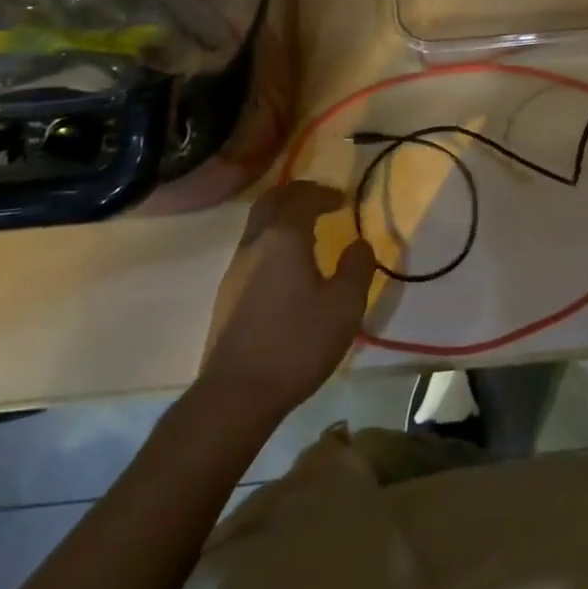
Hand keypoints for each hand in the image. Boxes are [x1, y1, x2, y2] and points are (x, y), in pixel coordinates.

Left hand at [198, 181, 375, 422]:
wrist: (235, 395)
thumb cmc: (296, 343)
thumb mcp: (344, 307)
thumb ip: (357, 268)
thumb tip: (360, 244)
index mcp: (284, 236)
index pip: (304, 197)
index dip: (325, 193)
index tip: (343, 198)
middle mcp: (256, 242)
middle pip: (273, 200)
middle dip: (298, 193)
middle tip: (320, 200)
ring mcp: (236, 267)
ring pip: (258, 222)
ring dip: (281, 215)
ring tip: (305, 228)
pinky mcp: (227, 293)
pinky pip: (252, 246)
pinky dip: (271, 238)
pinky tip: (285, 264)